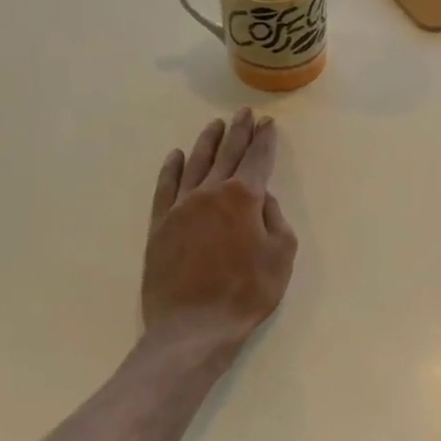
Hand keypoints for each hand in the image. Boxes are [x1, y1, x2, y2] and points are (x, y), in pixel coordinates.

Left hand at [142, 108, 296, 360]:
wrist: (193, 327)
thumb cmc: (247, 293)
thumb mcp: (281, 256)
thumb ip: (275, 220)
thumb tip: (262, 199)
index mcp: (243, 198)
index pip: (258, 160)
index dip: (265, 140)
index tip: (269, 124)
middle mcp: (210, 193)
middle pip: (227, 154)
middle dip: (239, 132)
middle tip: (245, 113)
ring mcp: (180, 207)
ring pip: (195, 163)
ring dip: (208, 142)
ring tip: (216, 124)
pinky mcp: (159, 225)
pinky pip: (165, 187)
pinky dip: (171, 168)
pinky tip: (176, 156)